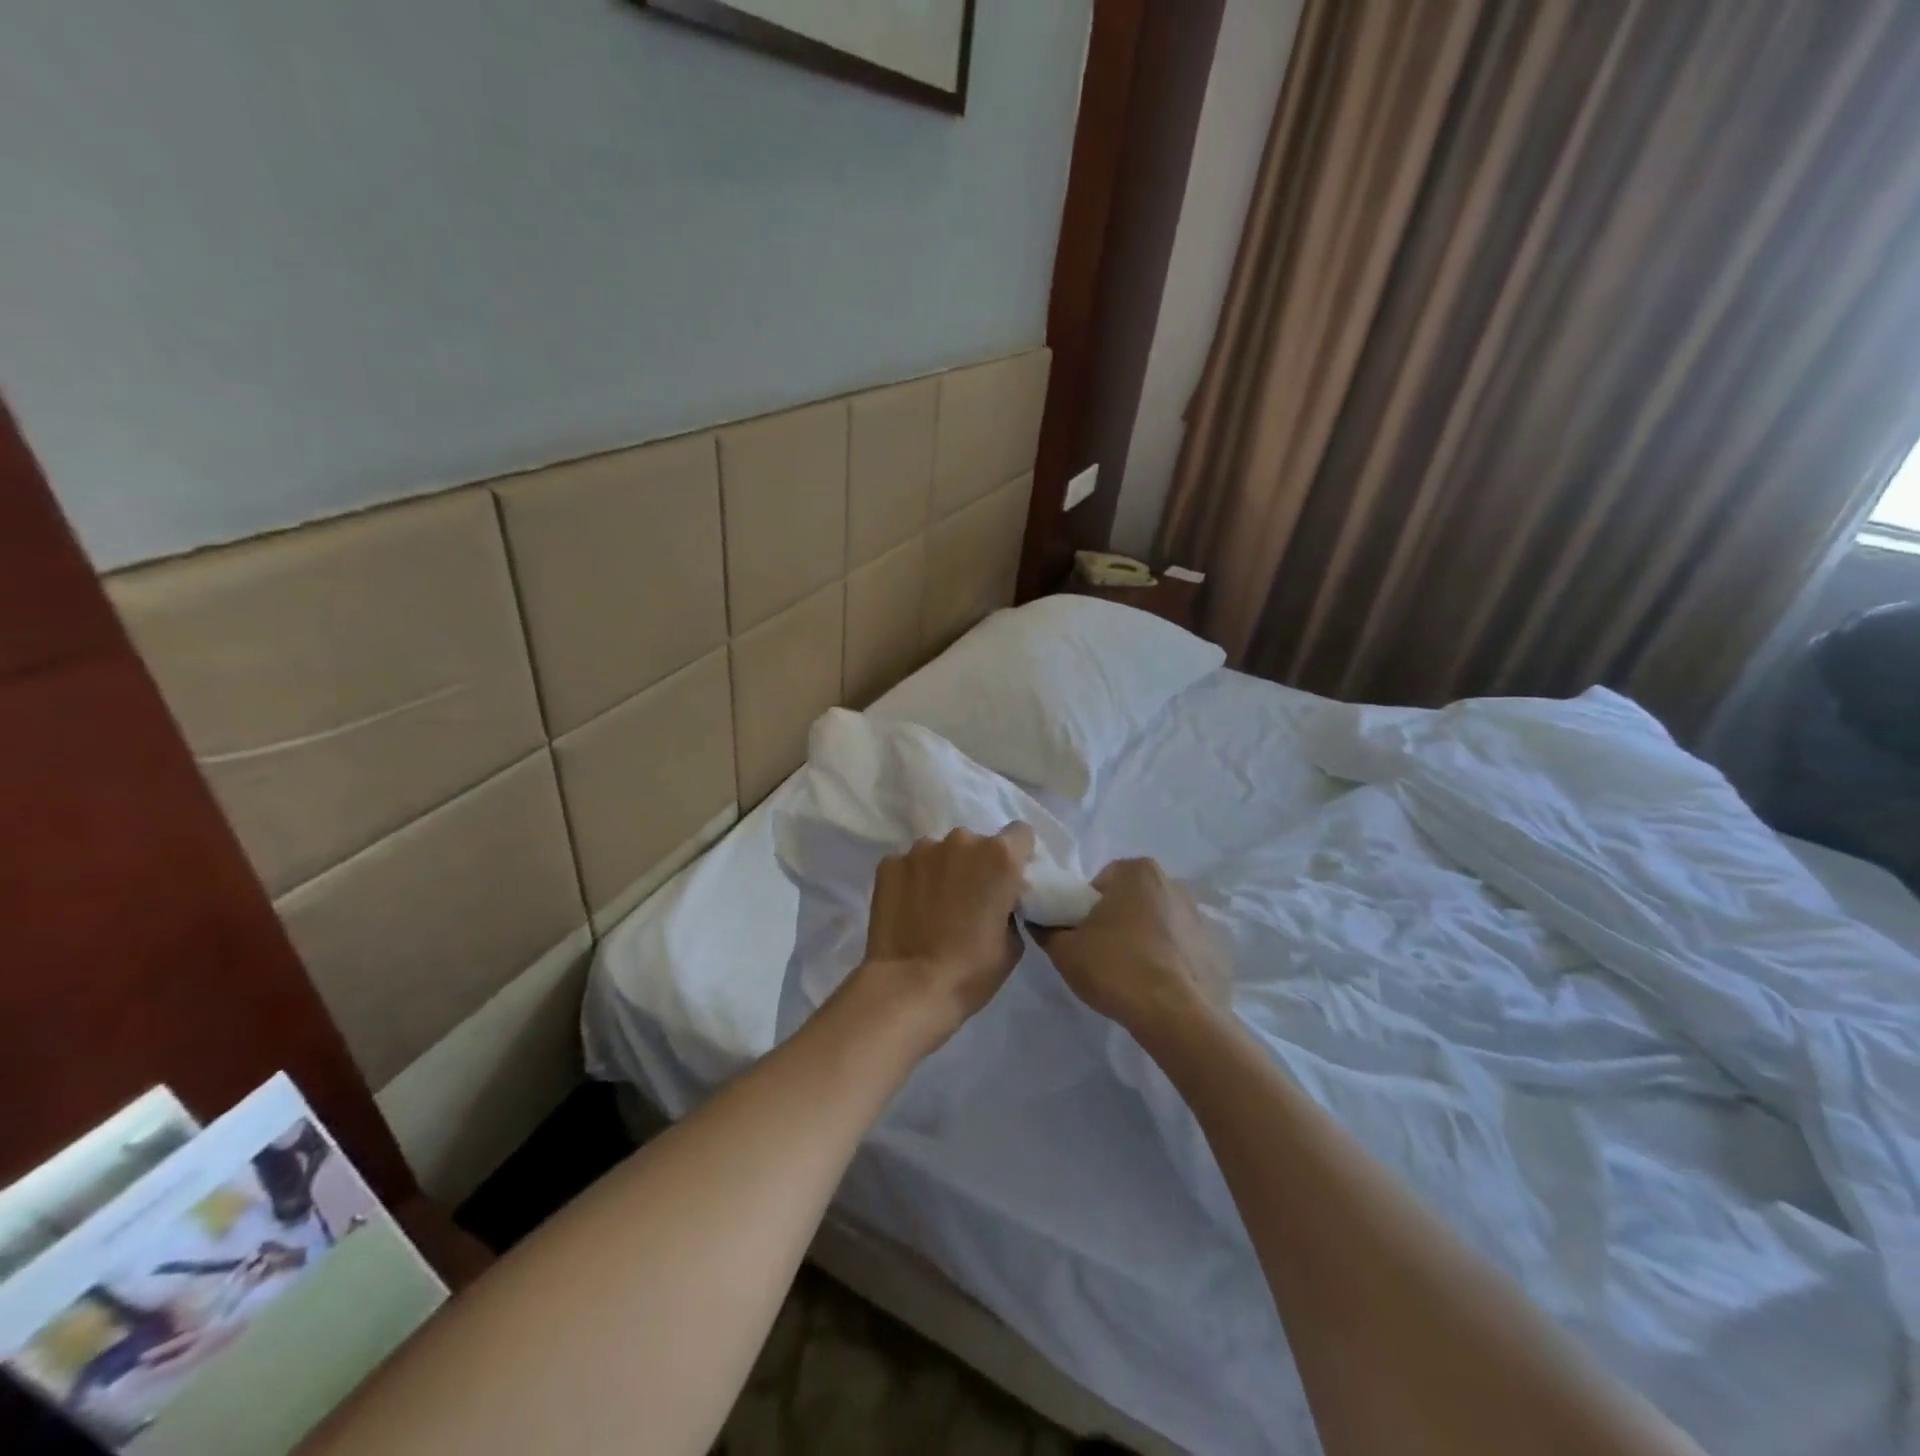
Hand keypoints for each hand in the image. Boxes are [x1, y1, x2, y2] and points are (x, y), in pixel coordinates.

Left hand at [856, 823, 1035, 1049]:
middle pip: (975, 842)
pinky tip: (908, 909)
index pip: (1020, 834)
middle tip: (967, 899)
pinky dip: (911, 881)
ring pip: (939, 852)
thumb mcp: (1012, 942)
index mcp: (999, 856)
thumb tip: (996, 900)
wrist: (909, 987)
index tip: (1008, 879)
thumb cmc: (972, 970)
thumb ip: (1009, 906)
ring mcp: (920, 849)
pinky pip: (908, 865)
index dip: (1016, 856)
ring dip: (941, 870)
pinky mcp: (889, 863)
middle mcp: (961, 840)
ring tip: (933, 906)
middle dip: (975, 864)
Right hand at [1040, 858, 1230, 1045]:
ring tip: (1131, 977)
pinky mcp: (1217, 951)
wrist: (1178, 1017)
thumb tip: (1041, 922)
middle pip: (1132, 900)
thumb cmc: (1116, 968)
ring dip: (1145, 941)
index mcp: (1138, 871)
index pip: (1101, 882)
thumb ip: (1047, 929)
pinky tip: (1158, 989)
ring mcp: (1201, 917)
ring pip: (1159, 924)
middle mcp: (1174, 884)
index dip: (1085, 909)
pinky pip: (1182, 950)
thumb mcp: (1064, 950)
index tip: (1081, 937)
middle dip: (1117, 921)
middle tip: (1102, 956)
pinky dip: (1170, 962)